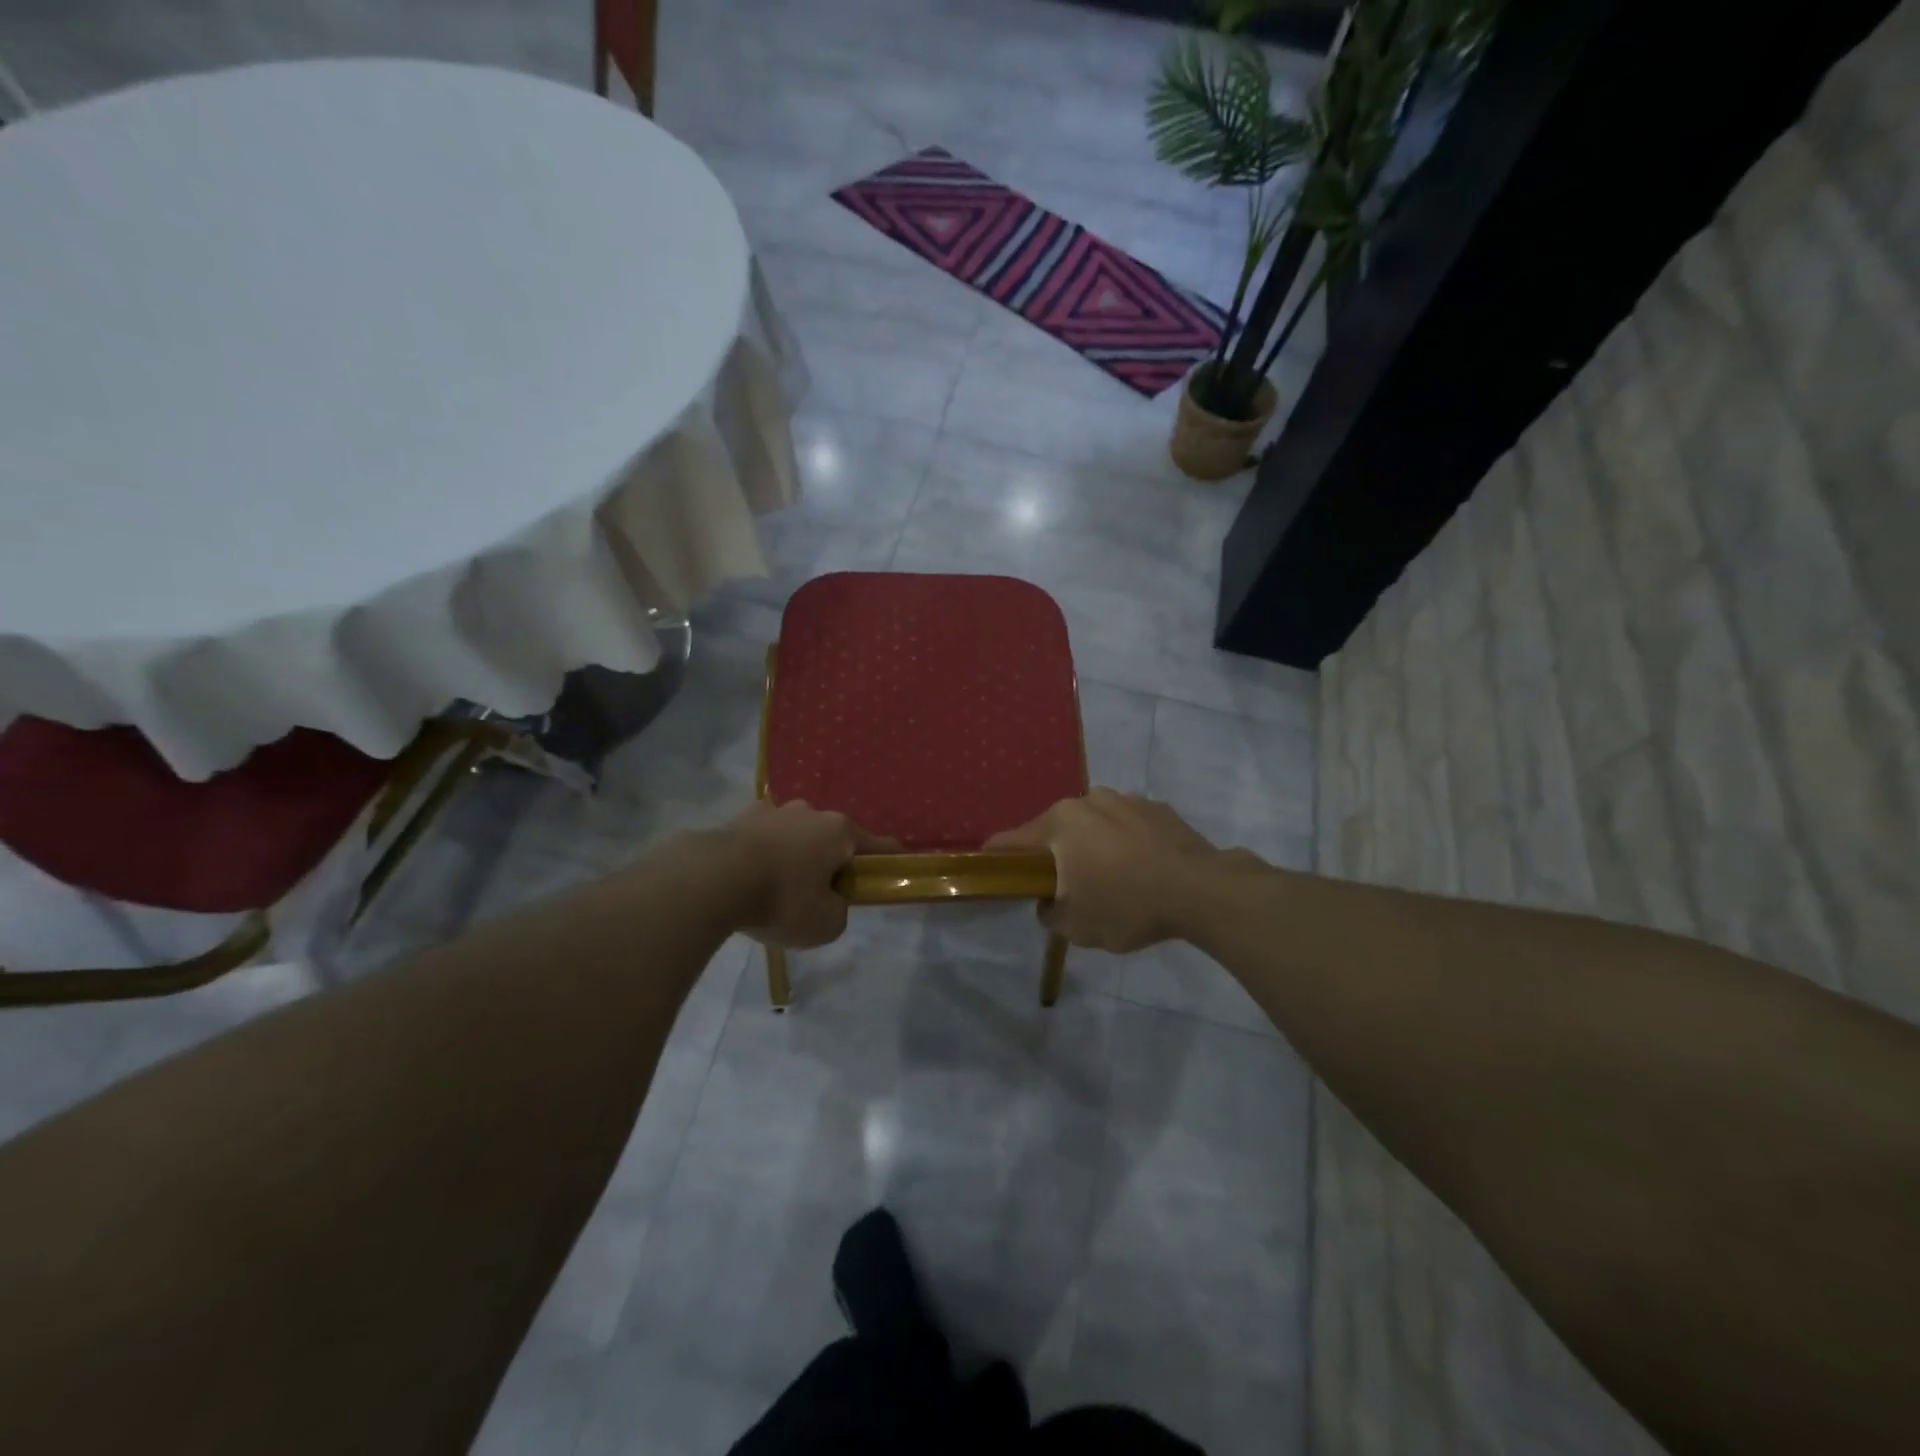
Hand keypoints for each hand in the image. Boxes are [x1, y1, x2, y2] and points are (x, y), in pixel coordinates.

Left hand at [719, 800, 894, 948]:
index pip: (877, 845)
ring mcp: (773, 811)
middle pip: (832, 837)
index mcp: (840, 831)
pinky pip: (763, 836)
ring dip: (796, 853)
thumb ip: (838, 911)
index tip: (895, 867)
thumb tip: (829, 901)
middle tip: (823, 891)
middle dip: (832, 859)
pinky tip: (752, 873)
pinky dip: (764, 851)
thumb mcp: (825, 923)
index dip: (888, 859)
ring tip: (781, 884)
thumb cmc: (781, 899)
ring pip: (796, 833)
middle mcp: (811, 812)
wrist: (712, 879)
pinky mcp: (739, 818)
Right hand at [985, 788, 1224, 952]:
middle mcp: (1087, 801)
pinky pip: (1125, 826)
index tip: (994, 875)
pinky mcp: (1156, 807)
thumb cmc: (1128, 906)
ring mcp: (1124, 799)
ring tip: (1110, 879)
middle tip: (1064, 887)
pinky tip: (1141, 870)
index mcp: (1059, 823)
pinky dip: (1124, 843)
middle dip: (1053, 856)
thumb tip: (1048, 901)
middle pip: (1054, 830)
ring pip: (1092, 825)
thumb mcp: (1076, 927)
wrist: (1202, 891)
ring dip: (1091, 846)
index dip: (996, 860)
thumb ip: (1049, 913)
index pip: (1010, 841)